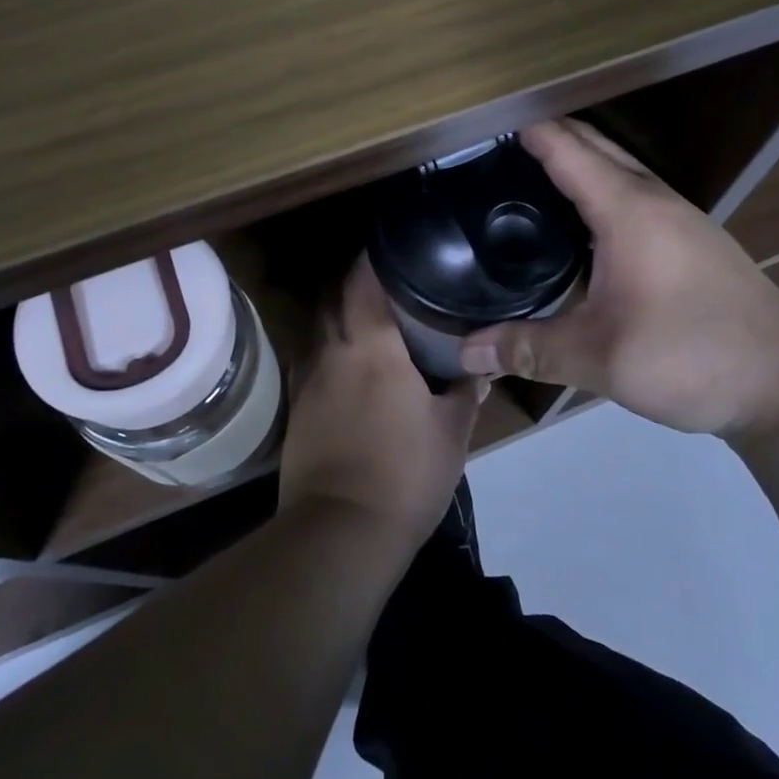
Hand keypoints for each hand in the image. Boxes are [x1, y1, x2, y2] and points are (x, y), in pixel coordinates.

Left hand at [278, 256, 484, 548]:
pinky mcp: (297, 411)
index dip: (373, 258)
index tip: (392, 246)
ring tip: (372, 320)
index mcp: (370, 346)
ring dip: (340, 318)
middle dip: (354, 282)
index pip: (362, 281)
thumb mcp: (451, 432)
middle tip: (388, 281)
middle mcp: (332, 352)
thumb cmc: (404, 473)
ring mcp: (308, 381)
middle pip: (333, 298)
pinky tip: (352, 369)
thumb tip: (480, 367)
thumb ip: (465, 392)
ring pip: (321, 331)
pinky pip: (314, 364)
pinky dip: (332, 354)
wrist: (340, 533)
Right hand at [457, 120, 778, 438]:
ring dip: (576, 159)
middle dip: (547, 135)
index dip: (525, 129)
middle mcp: (654, 199)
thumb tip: (465, 352)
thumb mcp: (598, 358)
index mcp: (627, 209)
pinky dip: (598, 187)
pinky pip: (633, 193)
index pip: (567, 149)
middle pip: (594, 146)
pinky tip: (580, 222)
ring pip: (618, 168)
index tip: (482, 121)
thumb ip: (528, 349)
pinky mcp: (692, 239)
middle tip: (493, 146)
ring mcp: (679, 217)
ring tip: (527, 174)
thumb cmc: (690, 354)